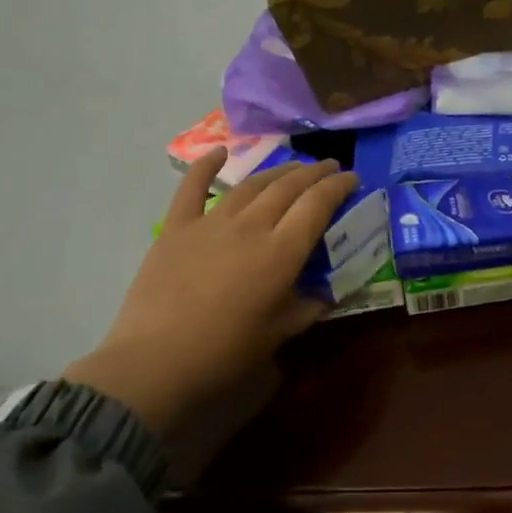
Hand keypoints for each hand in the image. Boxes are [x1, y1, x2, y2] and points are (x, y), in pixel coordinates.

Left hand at [63, 148, 359, 443]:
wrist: (158, 359)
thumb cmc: (227, 352)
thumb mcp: (280, 333)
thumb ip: (308, 307)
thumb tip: (326, 294)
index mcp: (281, 252)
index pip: (317, 205)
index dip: (337, 187)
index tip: (352, 178)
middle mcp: (250, 226)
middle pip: (287, 187)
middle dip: (313, 173)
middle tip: (328, 168)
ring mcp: (211, 222)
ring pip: (251, 185)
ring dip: (276, 172)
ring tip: (293, 167)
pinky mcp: (177, 227)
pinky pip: (193, 188)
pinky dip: (207, 166)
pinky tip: (220, 153)